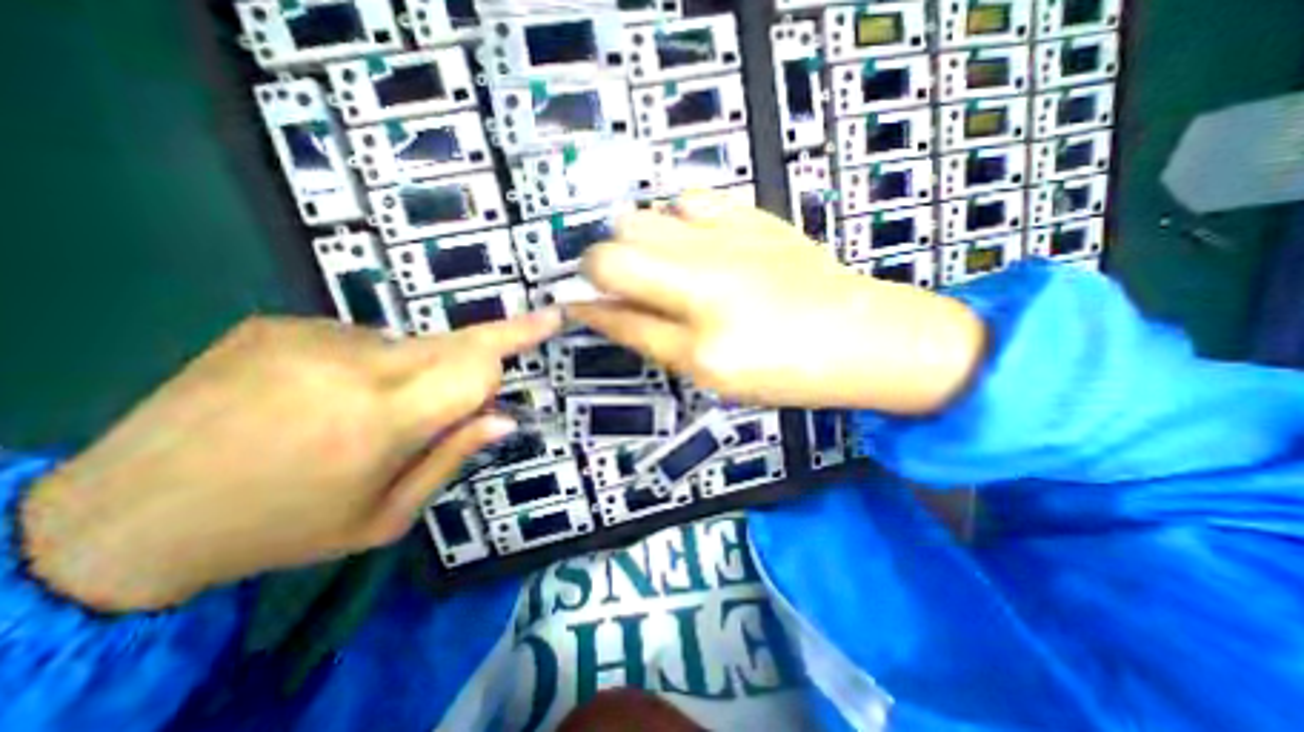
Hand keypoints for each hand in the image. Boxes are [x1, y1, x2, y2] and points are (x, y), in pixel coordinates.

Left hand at [20, 313, 559, 607]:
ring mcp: (310, 337)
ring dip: (417, 369)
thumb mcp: (384, 516)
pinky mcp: (277, 324)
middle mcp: (353, 366)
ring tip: (368, 409)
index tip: (551, 319)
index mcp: (381, 421)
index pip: (477, 366)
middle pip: (456, 340)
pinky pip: (360, 339)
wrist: (124, 518)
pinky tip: (323, 394)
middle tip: (513, 339)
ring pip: (410, 342)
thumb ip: (452, 459)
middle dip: (489, 346)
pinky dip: (368, 363)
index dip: (518, 341)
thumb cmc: (281, 529)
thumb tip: (504, 418)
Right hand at [572, 191, 988, 415]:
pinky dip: (677, 221)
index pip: (609, 283)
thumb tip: (597, 310)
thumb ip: (645, 335)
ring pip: (646, 214)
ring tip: (663, 273)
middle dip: (608, 268)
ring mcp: (729, 228)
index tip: (581, 307)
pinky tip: (695, 245)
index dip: (586, 298)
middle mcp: (702, 258)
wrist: (862, 336)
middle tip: (633, 297)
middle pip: (617, 239)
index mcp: (693, 308)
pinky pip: (691, 199)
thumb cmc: (784, 368)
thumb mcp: (706, 370)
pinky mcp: (752, 214)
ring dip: (639, 244)